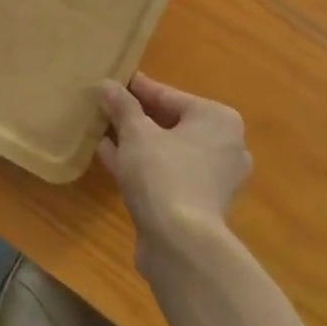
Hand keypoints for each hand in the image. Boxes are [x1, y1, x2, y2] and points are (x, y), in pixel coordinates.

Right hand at [96, 73, 249, 254]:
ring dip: (136, 142)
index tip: (115, 81)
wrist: (181, 244)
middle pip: (171, 123)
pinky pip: (166, 174)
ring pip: (167, 151)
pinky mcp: (200, 205)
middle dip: (136, 117)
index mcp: (218, 119)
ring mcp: (214, 179)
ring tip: (102, 130)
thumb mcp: (136, 133)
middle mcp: (224, 146)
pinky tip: (108, 156)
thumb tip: (106, 85)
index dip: (138, 89)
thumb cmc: (163, 174)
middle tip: (106, 107)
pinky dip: (142, 165)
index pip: (170, 96)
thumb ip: (122, 106)